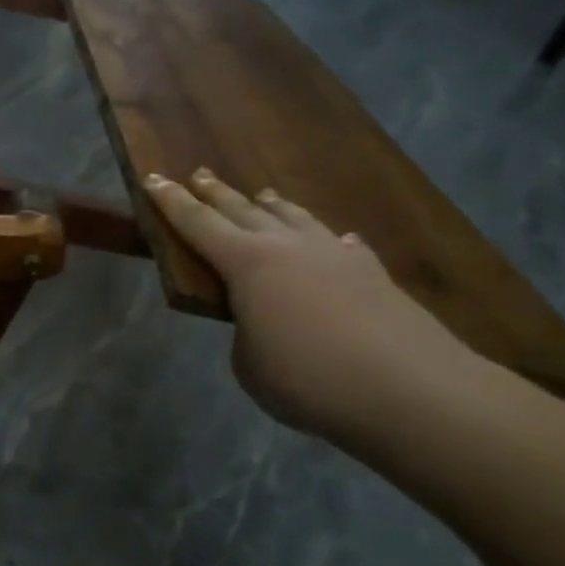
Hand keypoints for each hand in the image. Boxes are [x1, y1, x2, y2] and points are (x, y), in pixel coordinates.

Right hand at [144, 168, 483, 443]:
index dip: (170, 201)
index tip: (152, 177)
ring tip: (261, 194)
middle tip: (198, 174)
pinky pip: (340, 244)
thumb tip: (265, 321)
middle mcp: (288, 246)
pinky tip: (335, 239)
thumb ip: (247, 333)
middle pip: (243, 209)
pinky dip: (326, 238)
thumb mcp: (249, 363)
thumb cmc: (308, 379)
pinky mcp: (373, 273)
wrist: (412, 391)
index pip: (197, 223)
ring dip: (271, 204)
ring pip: (294, 217)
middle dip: (216, 192)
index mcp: (246, 263)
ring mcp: (335, 254)